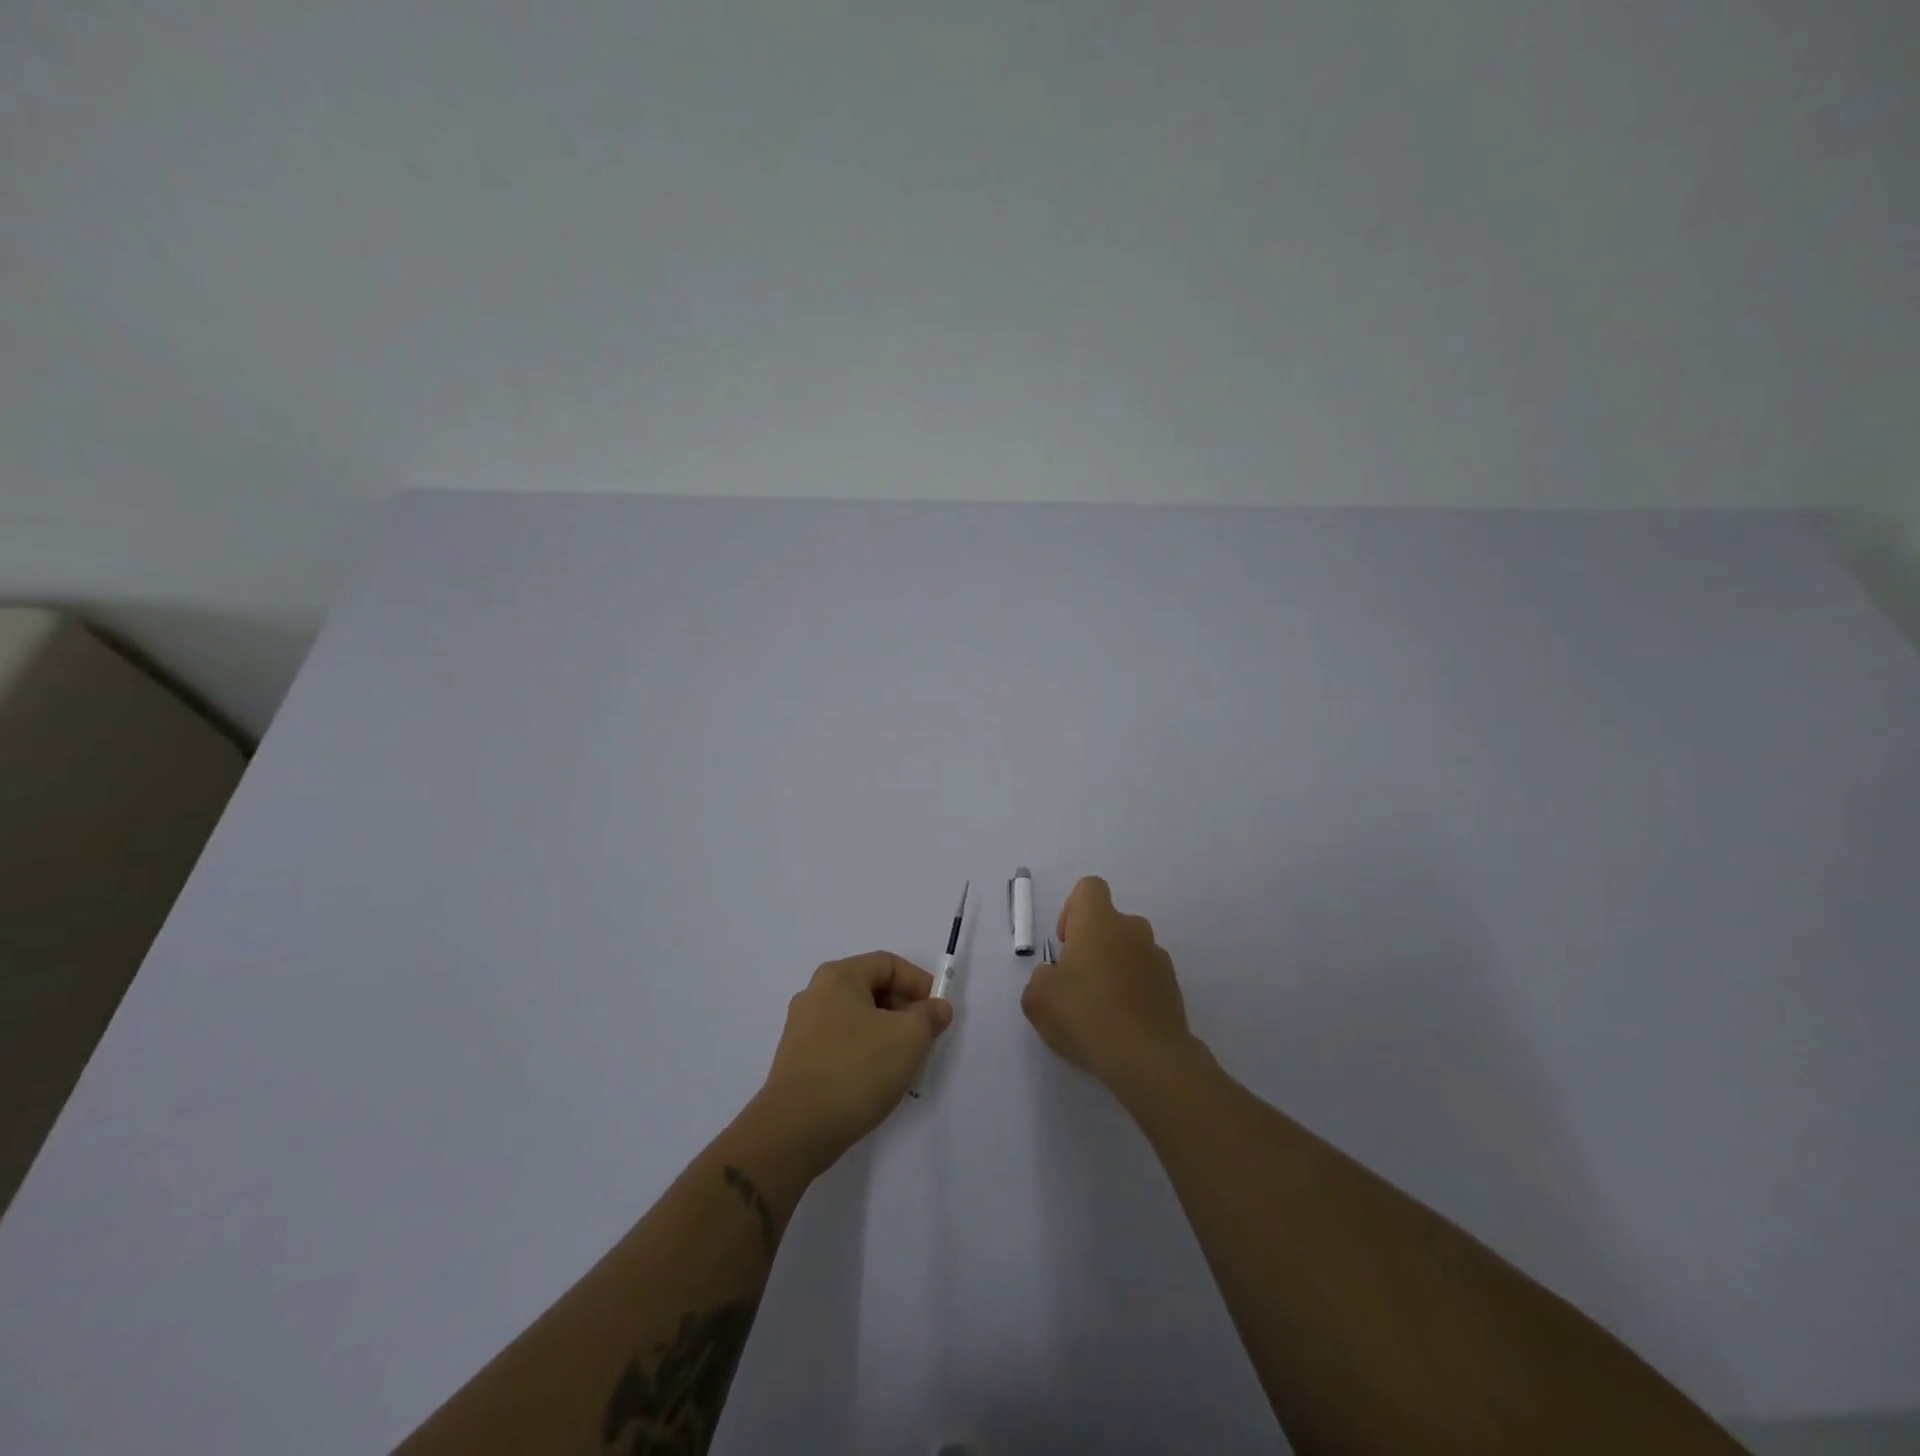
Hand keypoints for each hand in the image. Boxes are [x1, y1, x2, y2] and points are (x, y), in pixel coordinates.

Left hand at [757, 952, 952, 1171]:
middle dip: (904, 1010)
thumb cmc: (856, 1070)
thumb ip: (929, 1016)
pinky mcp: (798, 1060)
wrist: (794, 1131)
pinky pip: (842, 1044)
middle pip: (872, 989)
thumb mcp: (908, 1038)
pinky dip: (865, 1054)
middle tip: (925, 1039)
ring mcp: (802, 1029)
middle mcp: (815, 994)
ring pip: (858, 1019)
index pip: (888, 964)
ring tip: (904, 1064)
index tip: (938, 1012)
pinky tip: (876, 1081)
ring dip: (887, 1035)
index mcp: (838, 977)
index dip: (919, 982)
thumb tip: (936, 1007)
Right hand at [1021, 876, 1196, 1096]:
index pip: (1089, 888)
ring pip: (1130, 950)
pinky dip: (1134, 991)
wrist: (1147, 1058)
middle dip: (1093, 944)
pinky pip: (1146, 977)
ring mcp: (1158, 957)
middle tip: (1077, 982)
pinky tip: (1122, 1024)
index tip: (1066, 943)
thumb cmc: (1085, 1014)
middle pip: (1110, 922)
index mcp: (1099, 921)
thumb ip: (1041, 977)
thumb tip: (1055, 976)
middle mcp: (1132, 929)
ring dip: (1115, 968)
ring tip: (1101, 1009)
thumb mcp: (1038, 997)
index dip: (1073, 909)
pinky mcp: (1173, 987)